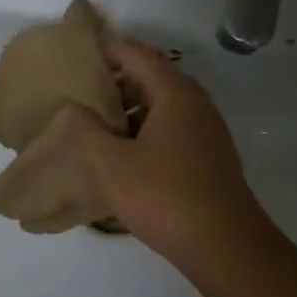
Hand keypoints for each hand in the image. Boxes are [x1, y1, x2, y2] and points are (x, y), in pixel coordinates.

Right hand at [41, 40, 270, 268]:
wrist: (223, 246)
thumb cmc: (164, 197)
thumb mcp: (111, 164)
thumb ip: (84, 131)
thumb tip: (73, 110)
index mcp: (176, 95)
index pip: (138, 55)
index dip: (107, 50)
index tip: (75, 56)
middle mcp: (195, 105)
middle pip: (151, 78)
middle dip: (114, 81)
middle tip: (77, 93)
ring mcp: (205, 132)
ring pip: (160, 106)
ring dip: (126, 109)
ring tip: (91, 126)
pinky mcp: (206, 158)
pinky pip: (169, 130)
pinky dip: (141, 131)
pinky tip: (119, 156)